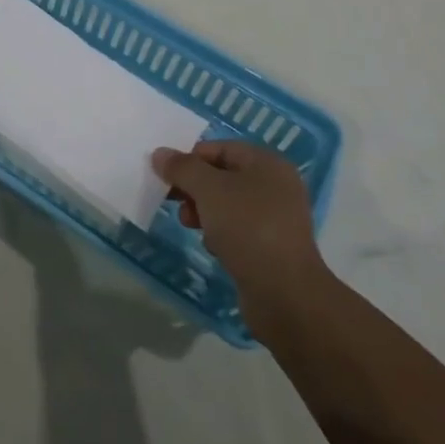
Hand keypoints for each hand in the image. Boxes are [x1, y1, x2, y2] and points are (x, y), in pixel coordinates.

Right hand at [152, 140, 326, 335]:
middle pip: (223, 176)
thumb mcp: (208, 189)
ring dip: (204, 212)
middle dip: (195, 188)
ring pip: (228, 204)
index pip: (219, 148)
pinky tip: (213, 247)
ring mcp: (276, 218)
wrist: (285, 295)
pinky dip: (221, 234)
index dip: (190, 159)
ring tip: (190, 225)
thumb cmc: (247, 228)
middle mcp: (276, 185)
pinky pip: (238, 229)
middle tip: (175, 202)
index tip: (168, 178)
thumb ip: (182, 168)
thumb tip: (160, 154)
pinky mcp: (272, 247)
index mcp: (267, 163)